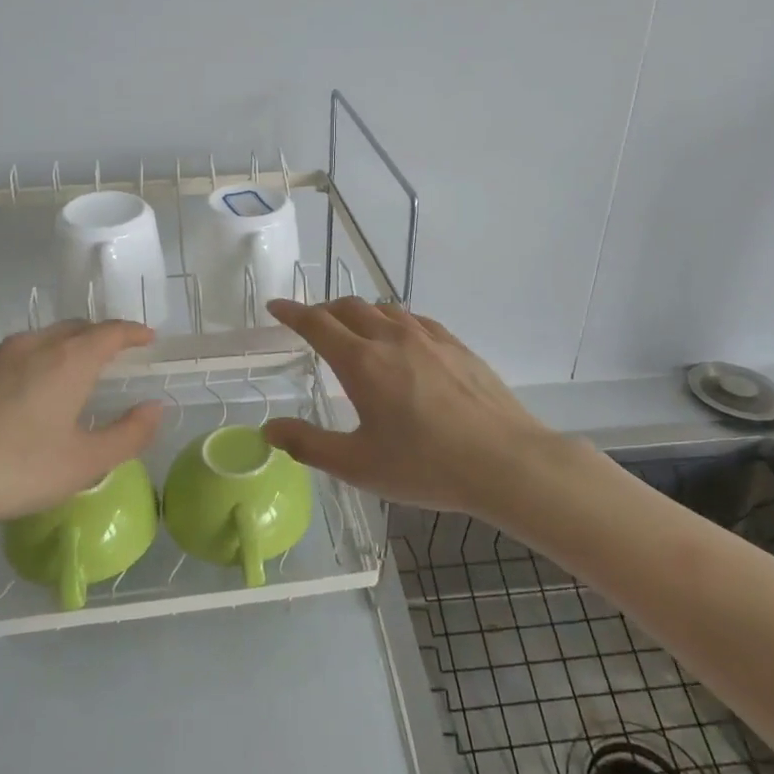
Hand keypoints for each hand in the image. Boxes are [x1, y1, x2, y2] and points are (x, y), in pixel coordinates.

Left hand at [0, 320, 162, 576]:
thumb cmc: (15, 471)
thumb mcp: (84, 463)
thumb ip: (129, 434)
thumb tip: (156, 407)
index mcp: (68, 361)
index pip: (110, 332)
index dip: (132, 332)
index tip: (146, 338)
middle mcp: (30, 345)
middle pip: (72, 329)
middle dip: (96, 337)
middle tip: (108, 355)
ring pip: (33, 342)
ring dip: (55, 351)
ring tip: (57, 378)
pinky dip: (16, 368)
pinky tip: (5, 400)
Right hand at [264, 298, 559, 516]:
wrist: (505, 461)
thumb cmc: (425, 466)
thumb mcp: (358, 465)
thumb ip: (308, 444)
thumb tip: (269, 428)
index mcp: (362, 362)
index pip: (316, 324)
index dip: (292, 313)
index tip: (276, 307)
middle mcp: (391, 337)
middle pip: (348, 308)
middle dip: (323, 310)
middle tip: (311, 324)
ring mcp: (428, 337)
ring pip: (383, 309)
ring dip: (359, 313)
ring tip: (352, 329)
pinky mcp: (455, 344)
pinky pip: (414, 319)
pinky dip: (392, 321)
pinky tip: (401, 340)